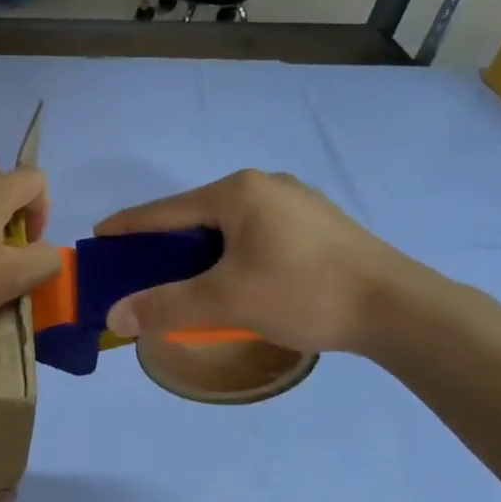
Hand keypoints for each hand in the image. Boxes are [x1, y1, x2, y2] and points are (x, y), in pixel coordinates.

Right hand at [97, 171, 415, 353]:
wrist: (400, 309)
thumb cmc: (304, 293)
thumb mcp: (226, 301)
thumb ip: (165, 306)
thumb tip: (114, 316)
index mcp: (238, 192)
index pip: (165, 210)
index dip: (129, 226)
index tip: (100, 237)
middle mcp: (265, 185)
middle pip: (196, 215)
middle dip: (166, 243)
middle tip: (142, 270)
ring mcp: (297, 201)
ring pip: (229, 225)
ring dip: (201, 251)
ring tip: (186, 279)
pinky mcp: (319, 223)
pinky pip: (257, 233)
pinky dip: (233, 253)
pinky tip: (237, 278)